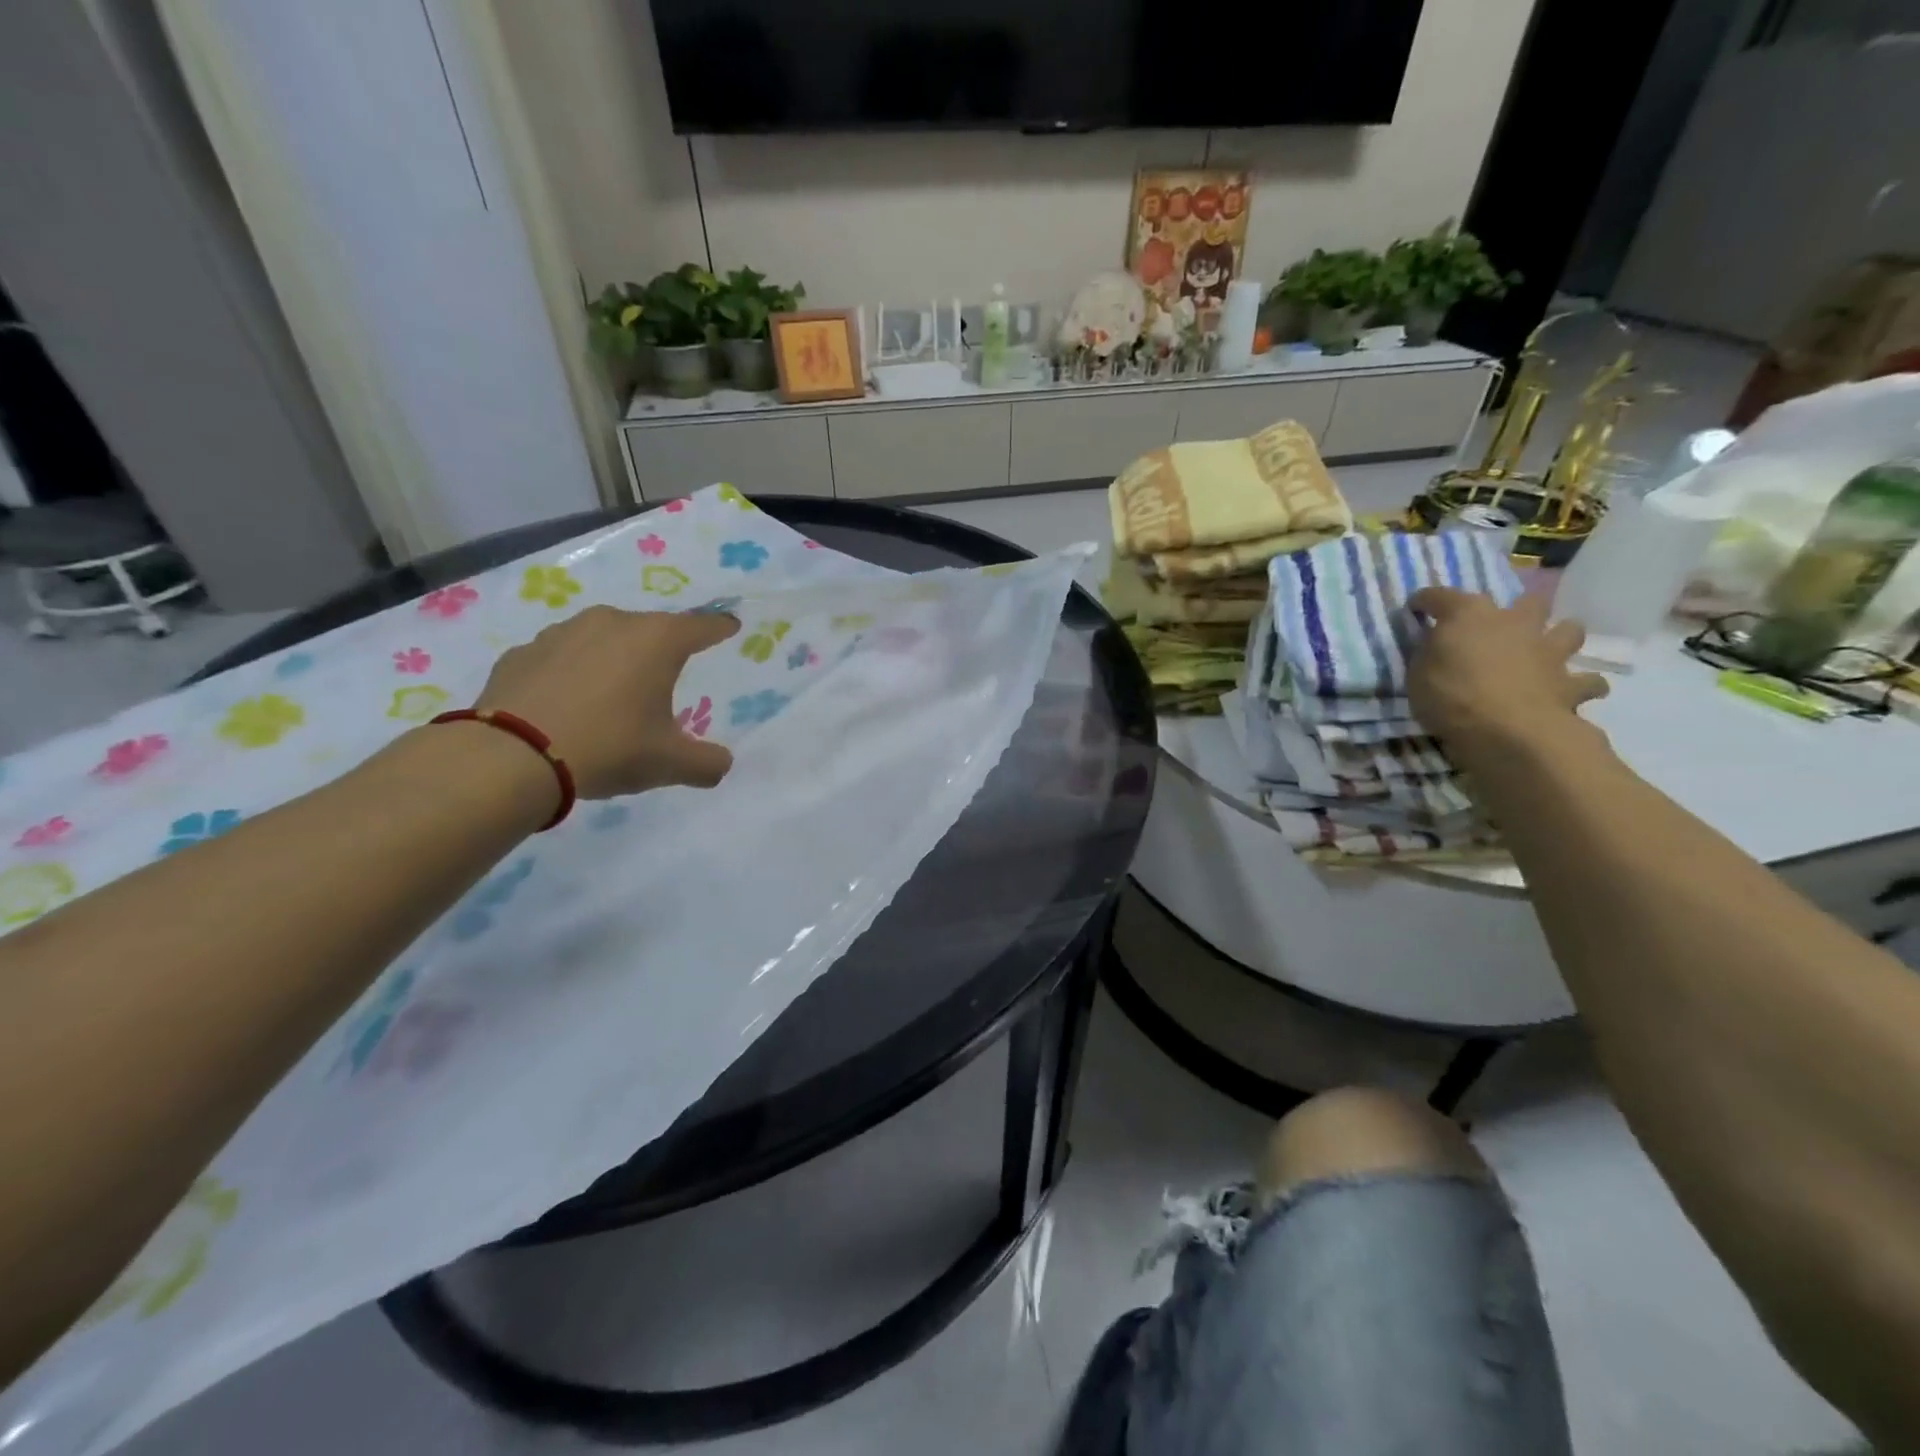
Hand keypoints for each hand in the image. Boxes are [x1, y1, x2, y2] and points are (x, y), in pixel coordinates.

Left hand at [473, 606, 739, 797]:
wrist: (511, 756)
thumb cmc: (609, 747)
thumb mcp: (670, 763)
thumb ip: (707, 763)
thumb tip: (722, 764)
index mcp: (657, 641)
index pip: (701, 627)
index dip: (720, 629)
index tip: (730, 627)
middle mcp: (612, 623)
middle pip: (651, 629)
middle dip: (663, 648)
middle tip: (669, 674)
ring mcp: (562, 633)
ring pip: (603, 638)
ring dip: (615, 658)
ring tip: (615, 691)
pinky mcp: (523, 652)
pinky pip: (562, 657)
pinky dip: (572, 673)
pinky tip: (568, 702)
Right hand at [1406, 588, 1608, 755]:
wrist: (1507, 731)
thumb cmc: (1450, 696)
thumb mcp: (1417, 673)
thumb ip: (1429, 653)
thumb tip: (1435, 643)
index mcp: (1469, 616)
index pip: (1441, 596)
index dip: (1426, 600)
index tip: (1416, 607)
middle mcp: (1515, 623)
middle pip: (1527, 602)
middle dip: (1518, 610)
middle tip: (1501, 627)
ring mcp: (1549, 651)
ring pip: (1570, 630)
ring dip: (1559, 637)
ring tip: (1545, 652)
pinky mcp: (1571, 684)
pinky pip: (1587, 681)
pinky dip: (1581, 685)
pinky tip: (1570, 691)